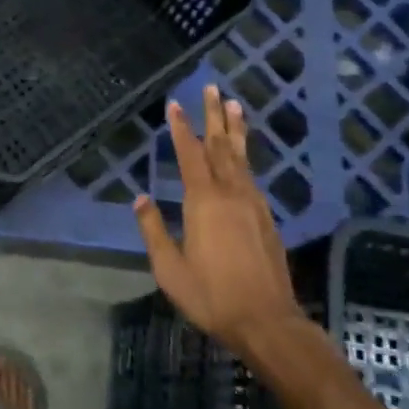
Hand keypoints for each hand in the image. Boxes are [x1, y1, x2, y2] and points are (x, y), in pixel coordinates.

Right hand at [134, 85, 302, 356]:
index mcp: (203, 202)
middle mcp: (231, 194)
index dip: (181, 128)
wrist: (267, 321)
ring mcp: (253, 204)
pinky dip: (245, 156)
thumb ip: (153, 230)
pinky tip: (241, 155)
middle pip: (220, 146)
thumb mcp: (169, 269)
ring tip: (233, 104)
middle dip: (213, 116)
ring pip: (241, 157)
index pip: (190, 154)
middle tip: (212, 87)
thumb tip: (140, 199)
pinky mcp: (266, 217)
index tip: (175, 104)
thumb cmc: (211, 296)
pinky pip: (252, 175)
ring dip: (234, 129)